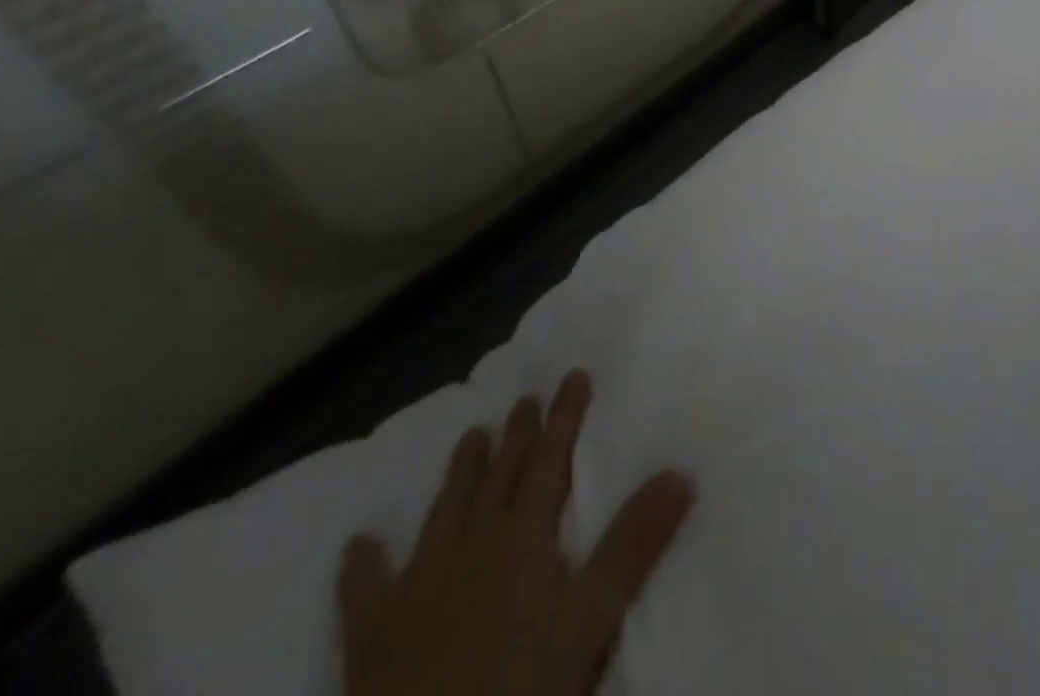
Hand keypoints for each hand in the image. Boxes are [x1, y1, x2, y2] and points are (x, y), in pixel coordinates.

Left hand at [337, 370, 693, 695]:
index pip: (550, 459)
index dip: (565, 416)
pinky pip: (364, 589)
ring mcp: (418, 583)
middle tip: (523, 399)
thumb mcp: (591, 619)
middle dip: (516, 434)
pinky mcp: (372, 634)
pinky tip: (358, 543)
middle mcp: (471, 541)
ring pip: (445, 508)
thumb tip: (680, 472)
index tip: (574, 375)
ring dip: (461, 471)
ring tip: (472, 436)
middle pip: (500, 474)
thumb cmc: (518, 691)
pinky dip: (362, 564)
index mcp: (522, 535)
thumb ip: (635, 543)